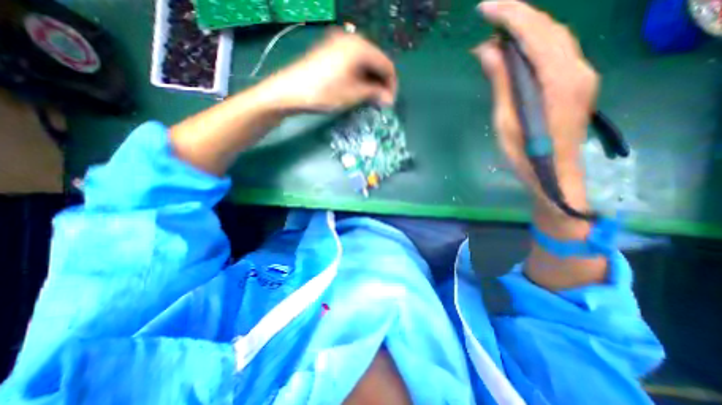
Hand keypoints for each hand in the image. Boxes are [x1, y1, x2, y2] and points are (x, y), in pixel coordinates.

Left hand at [261, 29, 397, 112]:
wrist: (291, 90)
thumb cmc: (325, 92)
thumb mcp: (353, 94)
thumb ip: (374, 93)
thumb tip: (389, 99)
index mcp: (360, 47)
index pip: (386, 64)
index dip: (391, 84)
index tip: (390, 102)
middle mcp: (352, 40)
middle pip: (376, 61)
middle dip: (381, 83)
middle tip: (381, 102)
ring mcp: (339, 43)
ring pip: (365, 62)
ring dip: (370, 80)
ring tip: (370, 98)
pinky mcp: (331, 50)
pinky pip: (353, 62)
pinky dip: (359, 76)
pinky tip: (358, 88)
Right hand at [472, 0, 594, 206]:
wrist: (555, 173)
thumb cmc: (525, 155)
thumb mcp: (506, 120)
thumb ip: (501, 82)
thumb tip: (488, 50)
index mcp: (558, 80)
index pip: (535, 34)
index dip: (510, 16)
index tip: (484, 9)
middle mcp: (578, 69)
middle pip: (550, 29)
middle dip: (518, 16)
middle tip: (489, 15)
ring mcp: (583, 74)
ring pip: (556, 37)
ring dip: (527, 28)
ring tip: (499, 30)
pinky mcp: (579, 82)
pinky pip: (558, 52)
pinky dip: (536, 44)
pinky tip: (518, 50)